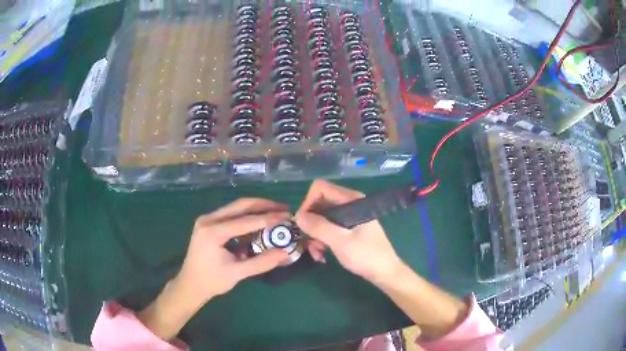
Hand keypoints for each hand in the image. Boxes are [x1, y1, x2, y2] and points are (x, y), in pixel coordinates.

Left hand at [178, 198, 290, 301]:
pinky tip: (259, 221)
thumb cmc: (211, 281)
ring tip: (275, 212)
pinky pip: (230, 214)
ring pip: (235, 208)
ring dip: (256, 209)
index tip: (287, 216)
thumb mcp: (237, 273)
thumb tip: (285, 253)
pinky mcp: (208, 223)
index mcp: (213, 232)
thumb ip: (261, 262)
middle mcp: (208, 219)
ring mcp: (207, 219)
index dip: (268, 218)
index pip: (245, 221)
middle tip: (283, 208)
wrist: (190, 285)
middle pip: (240, 205)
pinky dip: (246, 216)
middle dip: (263, 205)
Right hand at [295, 180, 403, 283]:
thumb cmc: (365, 255)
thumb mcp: (340, 241)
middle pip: (319, 204)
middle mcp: (349, 204)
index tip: (303, 223)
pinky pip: (329, 229)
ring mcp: (349, 217)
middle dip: (311, 224)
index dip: (308, 203)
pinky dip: (322, 240)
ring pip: (322, 219)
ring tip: (317, 254)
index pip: (320, 188)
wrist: (385, 272)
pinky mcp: (348, 229)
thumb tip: (297, 216)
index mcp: (351, 200)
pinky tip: (322, 256)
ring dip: (315, 236)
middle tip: (307, 242)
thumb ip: (319, 227)